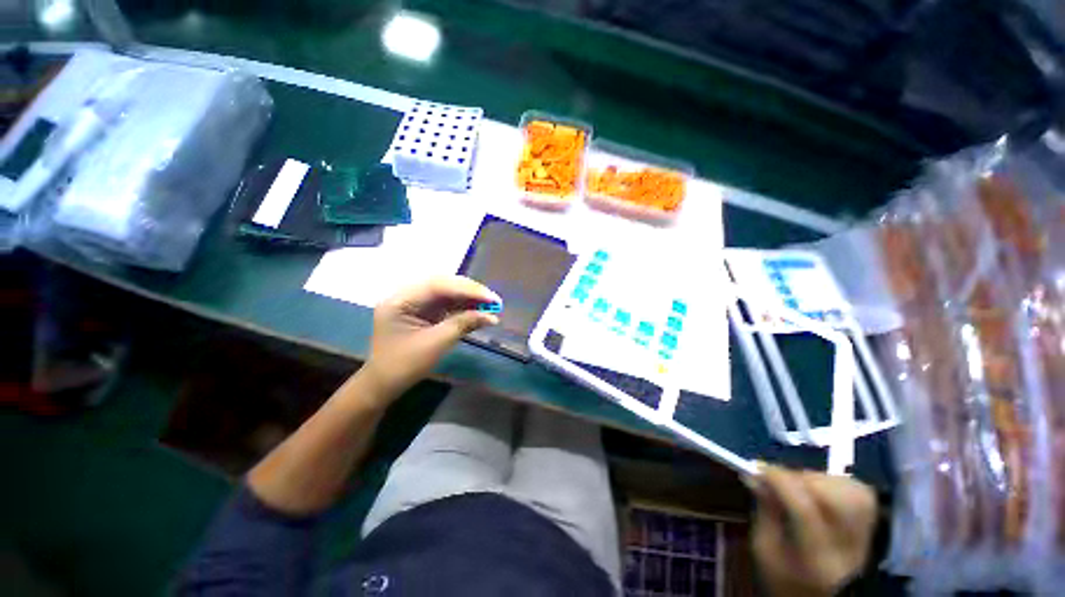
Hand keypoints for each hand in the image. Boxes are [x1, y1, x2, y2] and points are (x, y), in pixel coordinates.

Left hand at [362, 276, 499, 397]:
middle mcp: (406, 295)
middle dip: (470, 291)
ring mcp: (414, 302)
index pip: (438, 285)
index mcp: (400, 300)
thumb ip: (463, 324)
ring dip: (469, 298)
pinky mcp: (422, 311)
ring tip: (491, 305)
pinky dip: (463, 307)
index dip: (467, 289)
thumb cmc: (404, 366)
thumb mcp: (436, 344)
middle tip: (494, 300)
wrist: (383, 385)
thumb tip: (492, 316)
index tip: (491, 298)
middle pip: (443, 285)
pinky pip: (445, 303)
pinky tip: (478, 310)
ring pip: (446, 293)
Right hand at [750, 465, 877, 596]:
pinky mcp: (871, 528)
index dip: (781, 482)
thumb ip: (764, 509)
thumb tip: (756, 475)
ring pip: (854, 493)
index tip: (760, 468)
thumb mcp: (763, 546)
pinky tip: (820, 489)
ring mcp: (865, 539)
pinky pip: (861, 493)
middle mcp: (847, 549)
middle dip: (805, 480)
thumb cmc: (782, 575)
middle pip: (838, 501)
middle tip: (783, 479)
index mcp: (814, 560)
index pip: (805, 511)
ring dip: (821, 480)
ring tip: (801, 485)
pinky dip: (838, 483)